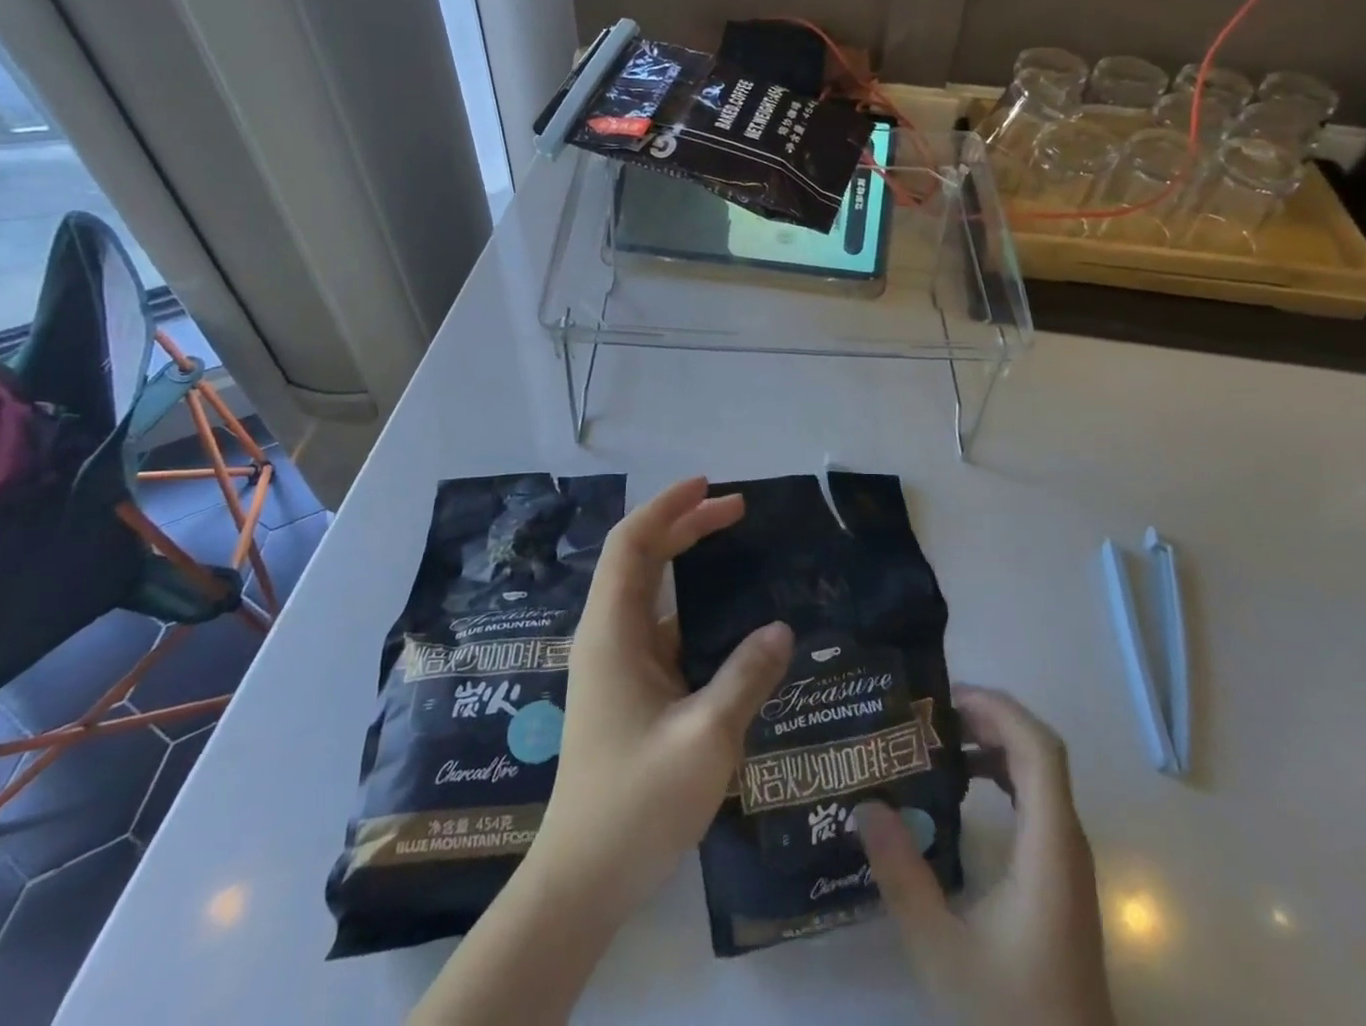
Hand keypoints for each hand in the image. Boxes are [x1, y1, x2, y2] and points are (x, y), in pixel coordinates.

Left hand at [412, 480, 791, 1025]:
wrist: (583, 880)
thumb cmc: (636, 804)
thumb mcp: (705, 739)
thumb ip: (745, 677)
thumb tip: (781, 629)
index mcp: (612, 632)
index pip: (631, 544)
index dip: (667, 507)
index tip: (709, 486)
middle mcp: (609, 636)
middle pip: (641, 558)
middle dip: (686, 525)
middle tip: (739, 510)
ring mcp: (618, 664)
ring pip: (652, 592)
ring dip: (689, 564)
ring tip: (739, 550)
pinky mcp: (630, 689)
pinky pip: (664, 628)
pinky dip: (695, 608)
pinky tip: (732, 621)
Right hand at [855, 686, 1114, 1025]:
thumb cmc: (1011, 1019)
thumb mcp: (941, 952)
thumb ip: (902, 875)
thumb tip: (864, 804)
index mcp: (1050, 849)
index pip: (1040, 750)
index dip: (998, 710)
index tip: (944, 699)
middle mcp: (1068, 842)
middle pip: (1040, 751)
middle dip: (988, 717)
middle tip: (929, 713)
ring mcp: (1068, 861)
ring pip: (1040, 774)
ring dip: (995, 742)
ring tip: (939, 739)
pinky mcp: (1060, 878)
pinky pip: (1036, 800)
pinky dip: (1002, 774)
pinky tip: (963, 785)